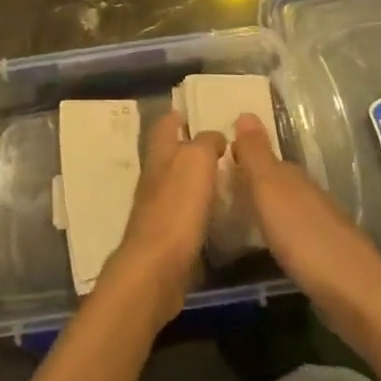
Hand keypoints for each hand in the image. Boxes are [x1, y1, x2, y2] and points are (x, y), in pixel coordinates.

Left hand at [105, 110, 224, 319]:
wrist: (156, 269)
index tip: (197, 111)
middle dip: (189, 147)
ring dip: (196, 179)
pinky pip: (184, 215)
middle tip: (222, 146)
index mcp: (159, 155)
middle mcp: (154, 178)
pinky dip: (199, 210)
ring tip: (226, 178)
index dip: (177, 115)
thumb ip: (206, 142)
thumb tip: (214, 137)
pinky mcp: (165, 238)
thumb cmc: (176, 208)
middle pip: (169, 154)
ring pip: (177, 184)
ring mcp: (157, 209)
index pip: (164, 125)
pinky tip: (218, 215)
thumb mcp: (196, 161)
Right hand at [231, 113, 380, 315]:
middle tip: (215, 189)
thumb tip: (245, 111)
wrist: (355, 293)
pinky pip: (291, 233)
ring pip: (284, 206)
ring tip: (232, 216)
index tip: (210, 161)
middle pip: (274, 180)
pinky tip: (265, 244)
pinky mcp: (324, 255)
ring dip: (262, 207)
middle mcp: (307, 193)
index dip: (239, 155)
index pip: (262, 155)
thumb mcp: (270, 190)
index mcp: (292, 176)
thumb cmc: (304, 237)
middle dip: (249, 180)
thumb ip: (256, 155)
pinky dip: (275, 232)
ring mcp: (318, 224)